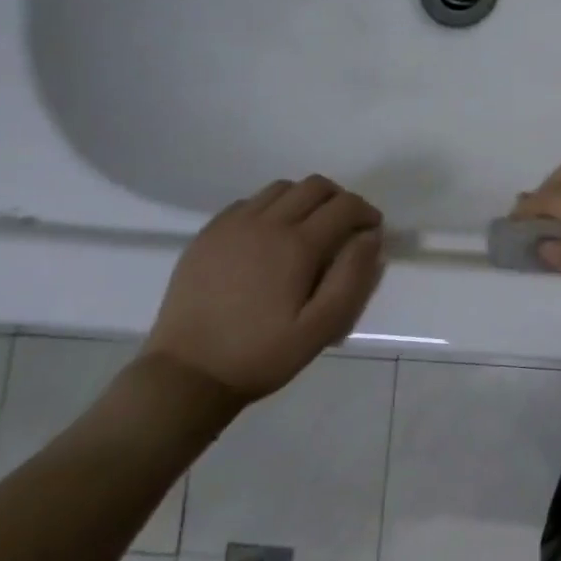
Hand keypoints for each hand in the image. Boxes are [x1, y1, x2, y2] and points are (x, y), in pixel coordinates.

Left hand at [145, 177, 384, 403]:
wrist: (188, 373)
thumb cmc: (262, 354)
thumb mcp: (322, 328)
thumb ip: (353, 277)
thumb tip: (370, 237)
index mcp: (297, 245)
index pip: (344, 206)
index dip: (366, 213)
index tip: (372, 232)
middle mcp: (265, 223)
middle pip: (314, 186)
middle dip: (339, 200)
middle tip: (345, 229)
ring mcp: (231, 225)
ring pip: (281, 189)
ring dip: (305, 200)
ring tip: (309, 231)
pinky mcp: (207, 235)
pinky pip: (248, 203)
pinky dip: (271, 208)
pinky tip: (270, 239)